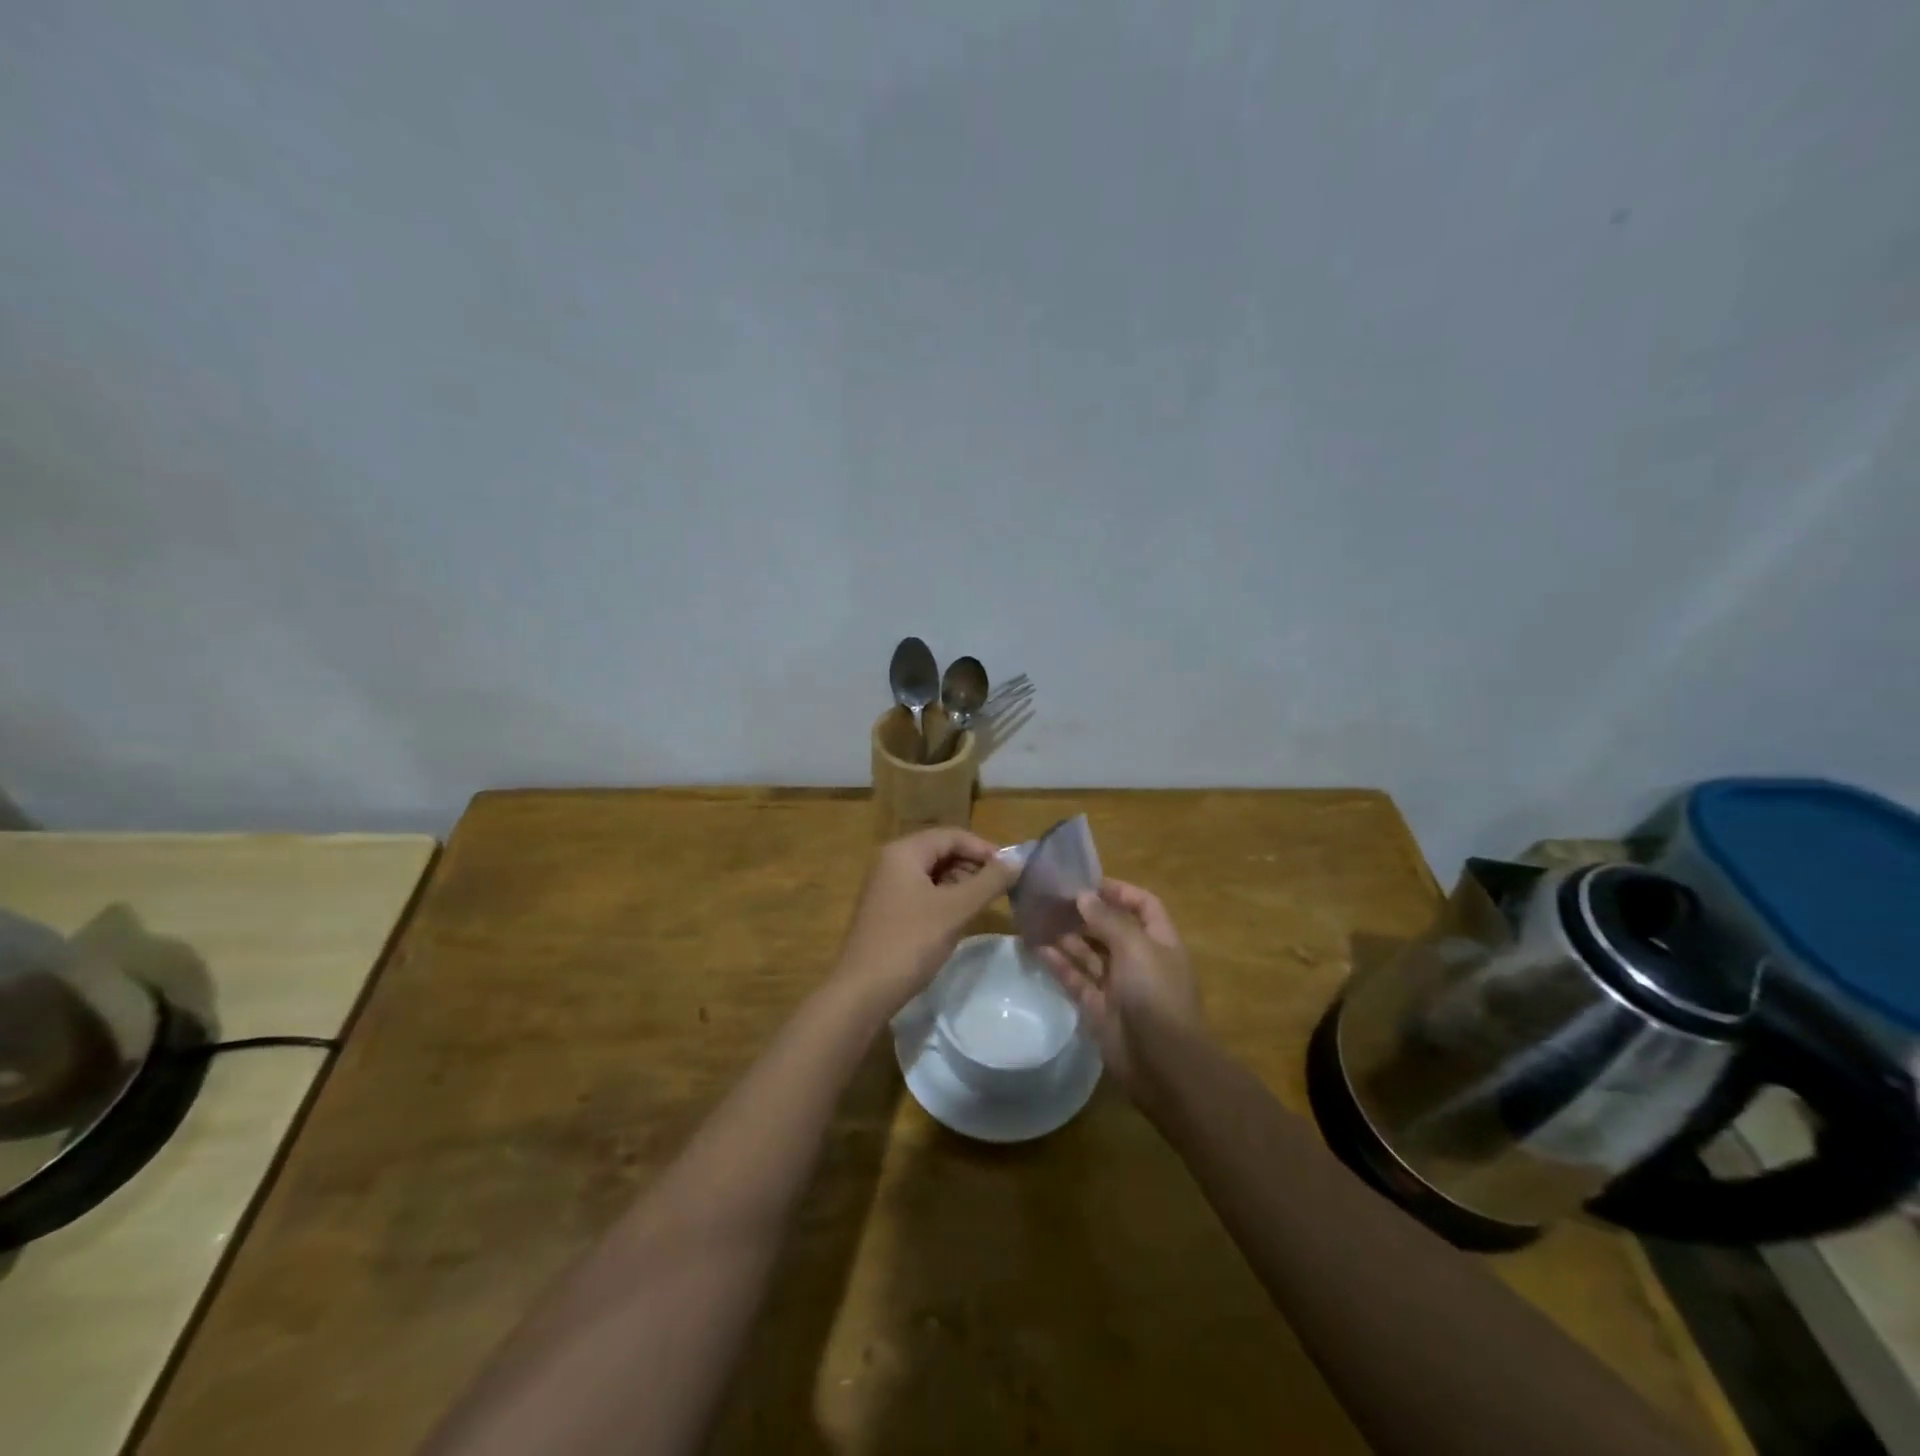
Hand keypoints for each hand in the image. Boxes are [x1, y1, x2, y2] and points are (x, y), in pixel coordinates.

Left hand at [834, 828, 1019, 1015]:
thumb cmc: (910, 942)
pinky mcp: (886, 910)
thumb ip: (989, 881)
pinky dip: (944, 899)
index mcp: (903, 852)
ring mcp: (886, 887)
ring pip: (932, 873)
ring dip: (961, 883)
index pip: (952, 835)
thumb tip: (1018, 859)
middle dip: (973, 865)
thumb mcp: (955, 910)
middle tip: (1002, 888)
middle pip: (941, 851)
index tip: (1012, 870)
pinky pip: (921, 892)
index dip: (984, 849)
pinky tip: (959, 918)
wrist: (862, 991)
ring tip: (986, 903)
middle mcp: (891, 861)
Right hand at [1039, 879, 1202, 1098]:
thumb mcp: (1135, 948)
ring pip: (1091, 954)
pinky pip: (1077, 979)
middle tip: (1053, 900)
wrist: (1162, 1064)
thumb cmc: (1155, 994)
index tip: (1086, 881)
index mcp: (1160, 942)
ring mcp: (1119, 986)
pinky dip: (1060, 964)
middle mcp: (1140, 960)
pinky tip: (1038, 949)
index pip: (1143, 905)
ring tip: (1040, 919)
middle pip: (1112, 929)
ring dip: (1069, 937)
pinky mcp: (1099, 1008)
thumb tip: (1084, 896)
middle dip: (1086, 914)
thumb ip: (1108, 920)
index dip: (1119, 891)